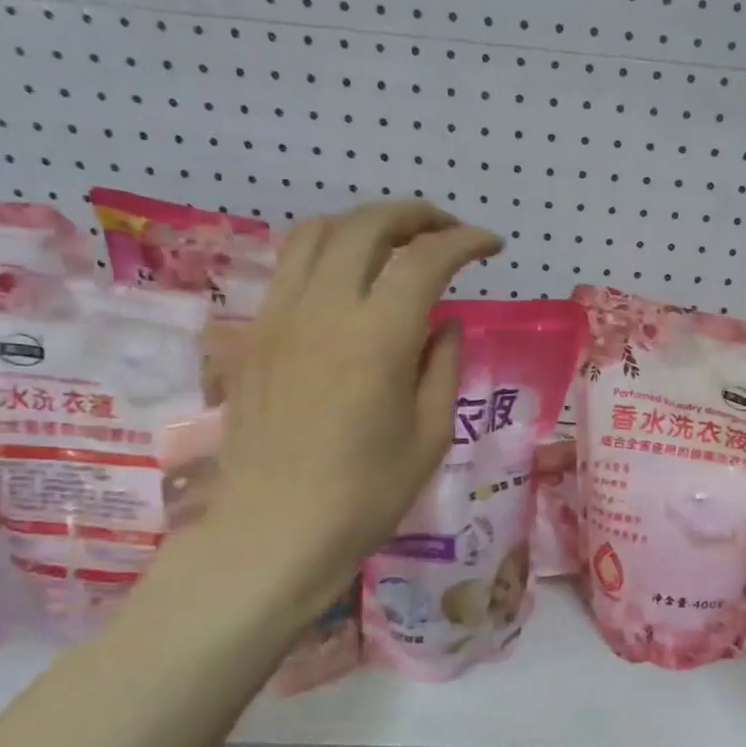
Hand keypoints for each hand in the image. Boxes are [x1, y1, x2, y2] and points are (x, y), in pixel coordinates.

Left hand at [197, 201, 502, 615]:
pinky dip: (327, 249)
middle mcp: (324, 311)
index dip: (464, 242)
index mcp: (377, 340)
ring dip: (366, 223)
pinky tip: (348, 276)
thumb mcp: (429, 436)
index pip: (425, 260)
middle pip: (367, 226)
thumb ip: (443, 366)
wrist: (273, 531)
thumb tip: (445, 322)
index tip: (490, 246)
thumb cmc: (365, 494)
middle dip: (416, 216)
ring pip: (318, 232)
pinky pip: (289, 265)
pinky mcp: (255, 333)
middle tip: (448, 232)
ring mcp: (281, 316)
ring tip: (397, 242)